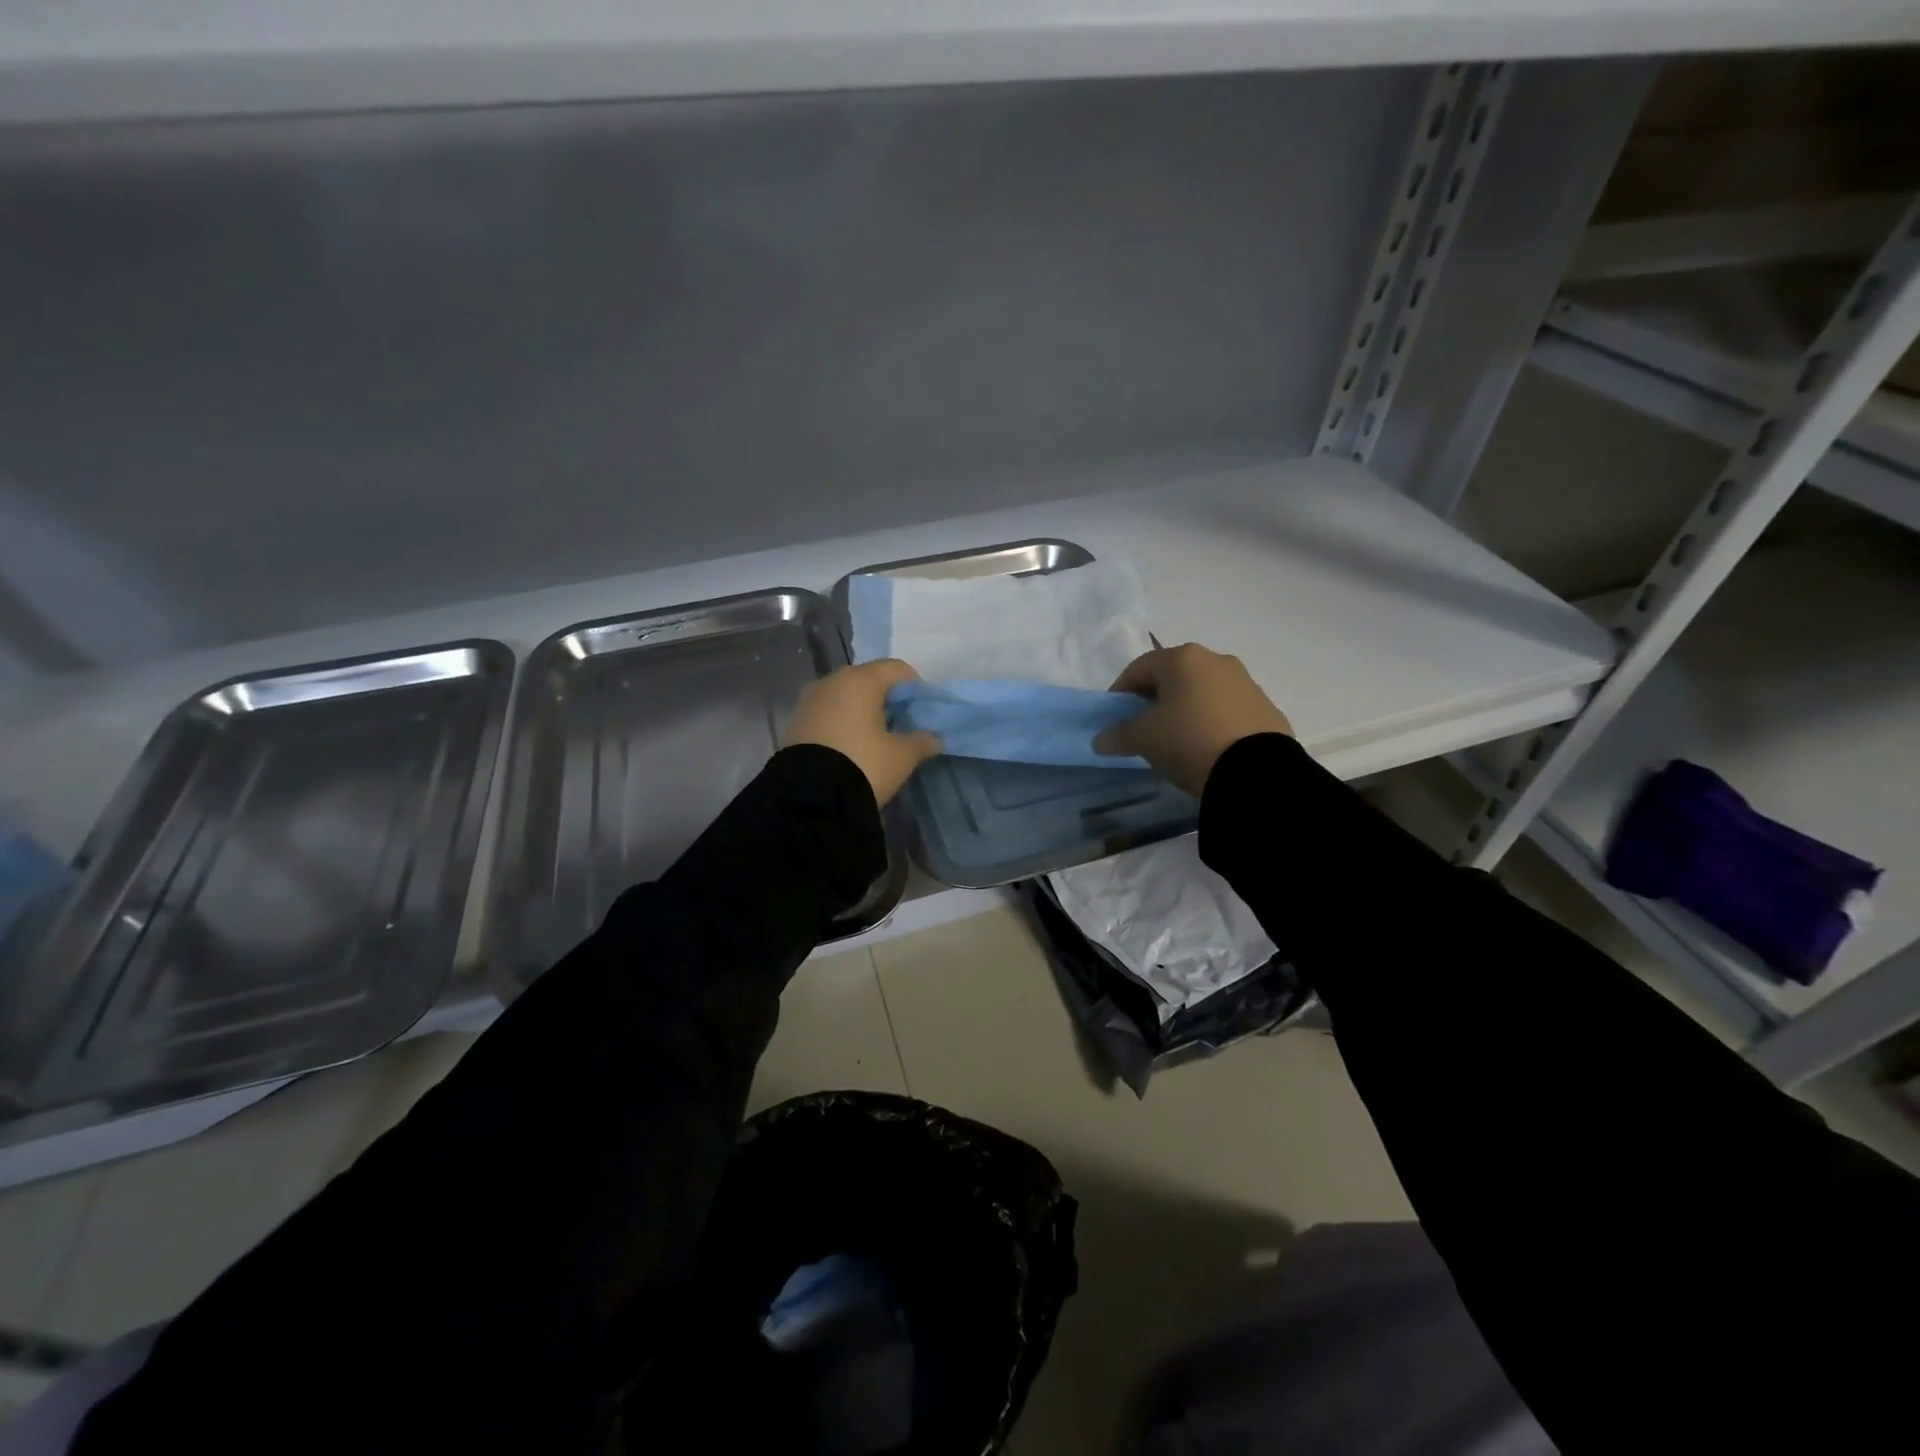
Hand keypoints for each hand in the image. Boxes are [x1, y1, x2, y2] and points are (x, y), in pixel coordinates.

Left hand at [784, 659, 942, 806]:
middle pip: (869, 680)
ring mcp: (809, 700)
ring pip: (845, 696)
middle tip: (903, 725)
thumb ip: (922, 741)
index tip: (923, 713)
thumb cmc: (863, 765)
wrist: (810, 798)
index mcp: (860, 680)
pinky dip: (843, 723)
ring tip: (876, 739)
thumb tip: (934, 737)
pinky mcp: (795, 722)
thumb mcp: (902, 756)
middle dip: (888, 699)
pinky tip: (851, 747)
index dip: (916, 688)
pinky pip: (827, 713)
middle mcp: (831, 681)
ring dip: (863, 711)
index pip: (897, 669)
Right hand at [1094, 643, 1291, 796]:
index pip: (1139, 668)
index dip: (1120, 691)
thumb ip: (1118, 735)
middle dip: (1155, 697)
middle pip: (1174, 675)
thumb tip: (1101, 740)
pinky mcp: (1266, 708)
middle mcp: (1216, 661)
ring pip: (1203, 691)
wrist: (1255, 772)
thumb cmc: (1188, 741)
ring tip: (1177, 739)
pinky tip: (1207, 746)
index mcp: (1182, 659)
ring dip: (1186, 708)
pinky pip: (1228, 709)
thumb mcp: (1144, 740)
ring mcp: (1246, 682)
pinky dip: (1212, 721)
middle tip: (1144, 726)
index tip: (1113, 716)